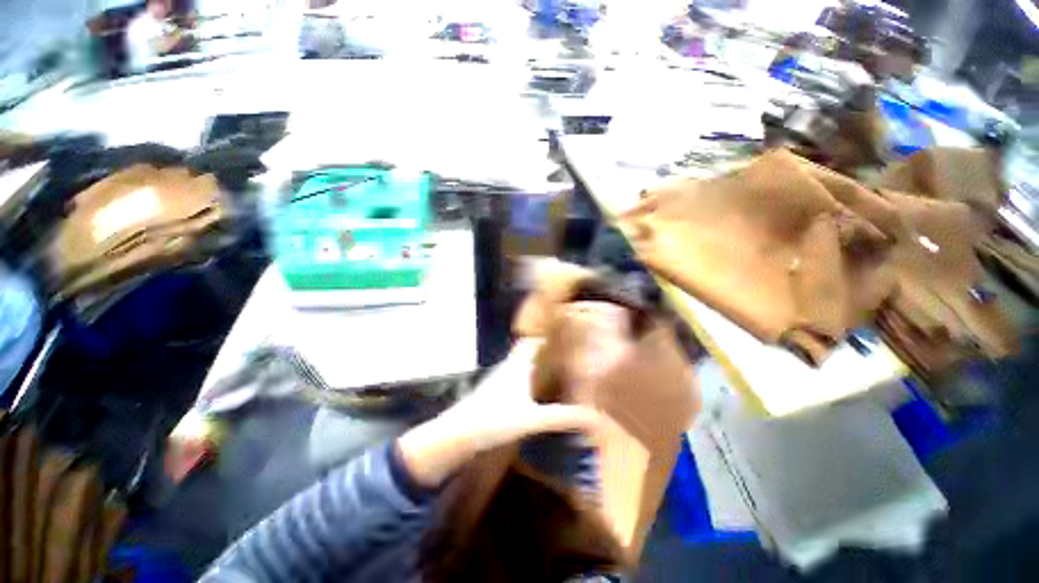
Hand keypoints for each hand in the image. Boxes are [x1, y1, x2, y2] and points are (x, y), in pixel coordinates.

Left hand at [396, 340, 602, 488]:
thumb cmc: (493, 420)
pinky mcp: (497, 388)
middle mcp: (510, 364)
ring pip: (524, 358)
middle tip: (569, 341)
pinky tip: (539, 382)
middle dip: (547, 342)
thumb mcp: (531, 419)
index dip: (547, 329)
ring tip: (560, 357)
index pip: (534, 338)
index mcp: (518, 364)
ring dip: (539, 355)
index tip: (567, 323)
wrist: (458, 433)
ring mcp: (502, 376)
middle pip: (530, 346)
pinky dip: (531, 370)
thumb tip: (593, 415)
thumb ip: (561, 417)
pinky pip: (519, 371)